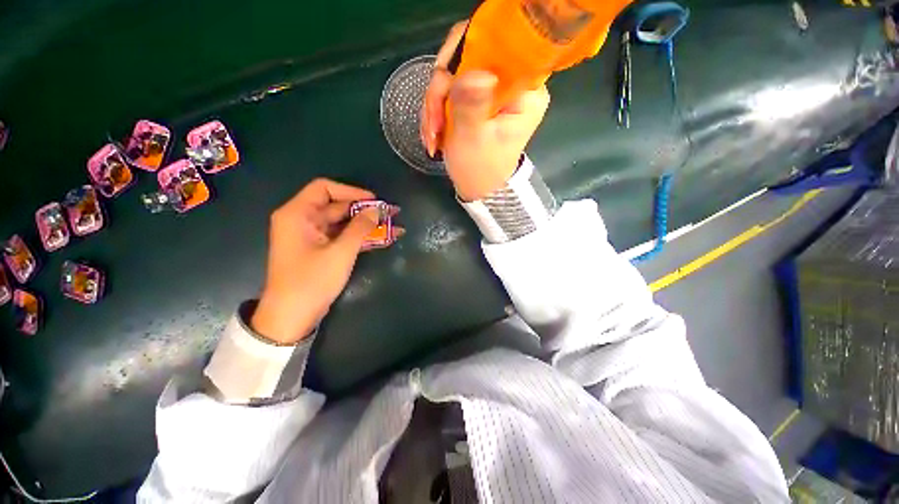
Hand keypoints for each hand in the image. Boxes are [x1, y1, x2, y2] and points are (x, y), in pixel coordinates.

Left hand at [252, 179, 401, 344]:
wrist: (291, 317)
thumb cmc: (311, 281)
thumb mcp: (340, 253)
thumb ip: (360, 228)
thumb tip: (377, 210)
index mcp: (298, 214)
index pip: (324, 188)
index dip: (351, 192)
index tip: (374, 201)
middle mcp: (302, 220)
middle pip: (336, 206)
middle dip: (364, 210)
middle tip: (390, 213)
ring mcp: (311, 236)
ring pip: (342, 222)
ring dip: (366, 224)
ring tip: (392, 225)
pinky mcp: (319, 249)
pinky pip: (342, 236)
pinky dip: (360, 236)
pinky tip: (382, 238)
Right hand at [421, 22, 550, 201]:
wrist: (477, 187)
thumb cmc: (479, 169)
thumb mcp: (472, 139)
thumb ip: (471, 104)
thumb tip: (473, 71)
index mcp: (525, 91)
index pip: (499, 45)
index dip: (465, 54)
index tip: (444, 84)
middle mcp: (513, 83)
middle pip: (470, 55)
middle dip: (442, 90)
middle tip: (434, 123)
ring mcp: (494, 89)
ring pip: (455, 72)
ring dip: (436, 105)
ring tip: (433, 136)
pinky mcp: (479, 97)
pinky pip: (451, 88)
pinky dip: (437, 110)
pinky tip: (434, 133)